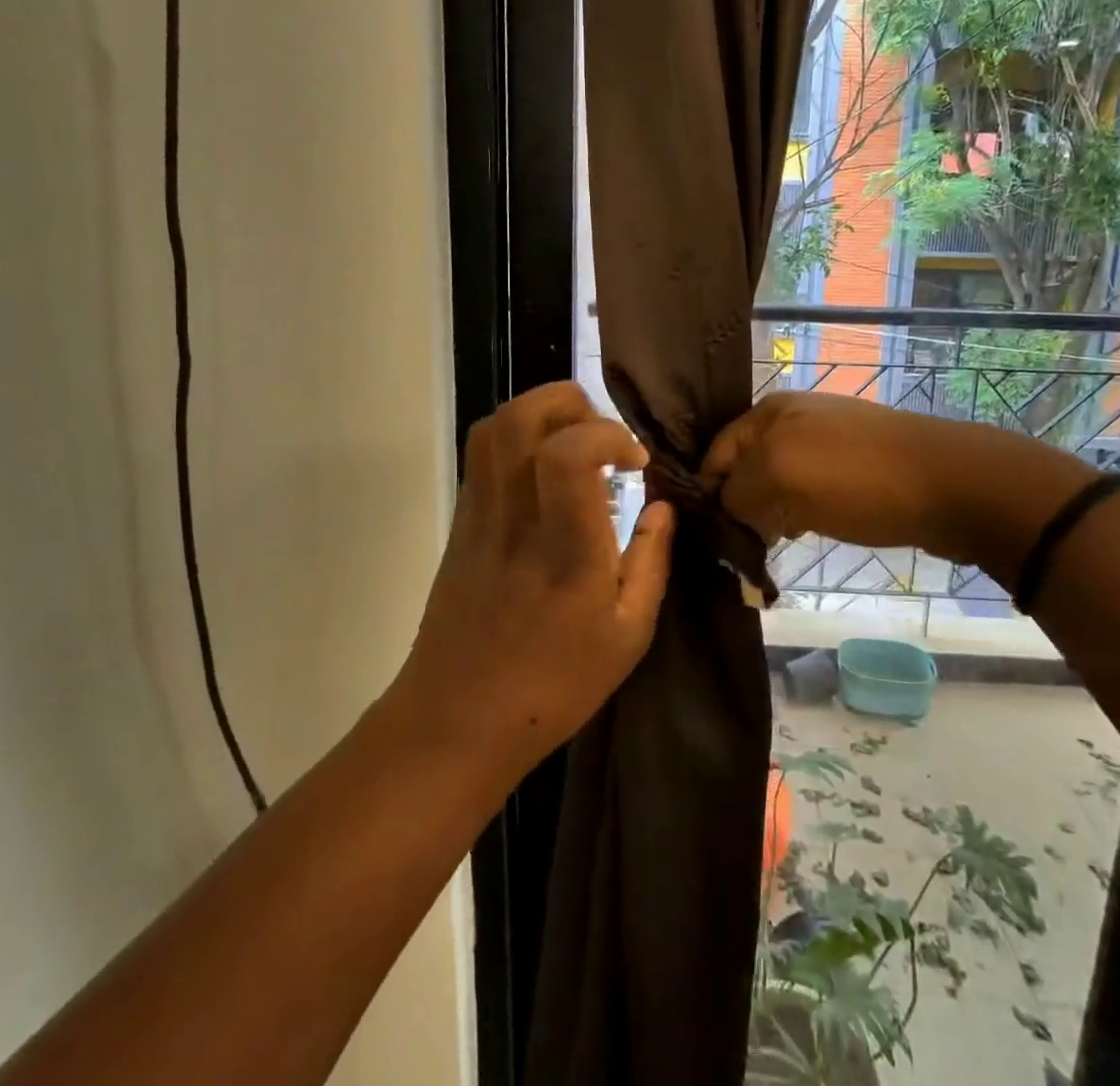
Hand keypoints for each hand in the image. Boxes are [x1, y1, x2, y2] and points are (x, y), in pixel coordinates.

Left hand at [394, 382, 673, 775]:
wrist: (457, 719)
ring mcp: (479, 516)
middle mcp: (516, 519)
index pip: (568, 453)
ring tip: (575, 443)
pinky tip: (545, 475)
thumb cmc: (553, 687)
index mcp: (566, 551)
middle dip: (569, 401)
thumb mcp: (627, 637)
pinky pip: (483, 456)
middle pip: (520, 418)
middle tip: (602, 435)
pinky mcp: (460, 522)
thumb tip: (663, 507)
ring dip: (540, 413)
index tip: (635, 461)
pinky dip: (518, 440)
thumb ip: (651, 562)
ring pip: (494, 427)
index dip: (607, 435)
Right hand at [702, 391, 1089, 570]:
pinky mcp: (854, 467)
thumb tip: (723, 509)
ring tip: (767, 546)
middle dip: (737, 506)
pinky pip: (808, 490)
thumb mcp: (781, 478)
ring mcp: (827, 442)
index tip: (706, 538)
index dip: (706, 494)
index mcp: (769, 412)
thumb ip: (737, 492)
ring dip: (767, 514)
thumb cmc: (856, 478)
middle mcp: (793, 420)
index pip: (714, 455)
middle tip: (737, 549)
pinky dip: (797, 513)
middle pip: (744, 468)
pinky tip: (802, 533)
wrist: (951, 484)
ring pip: (776, 482)